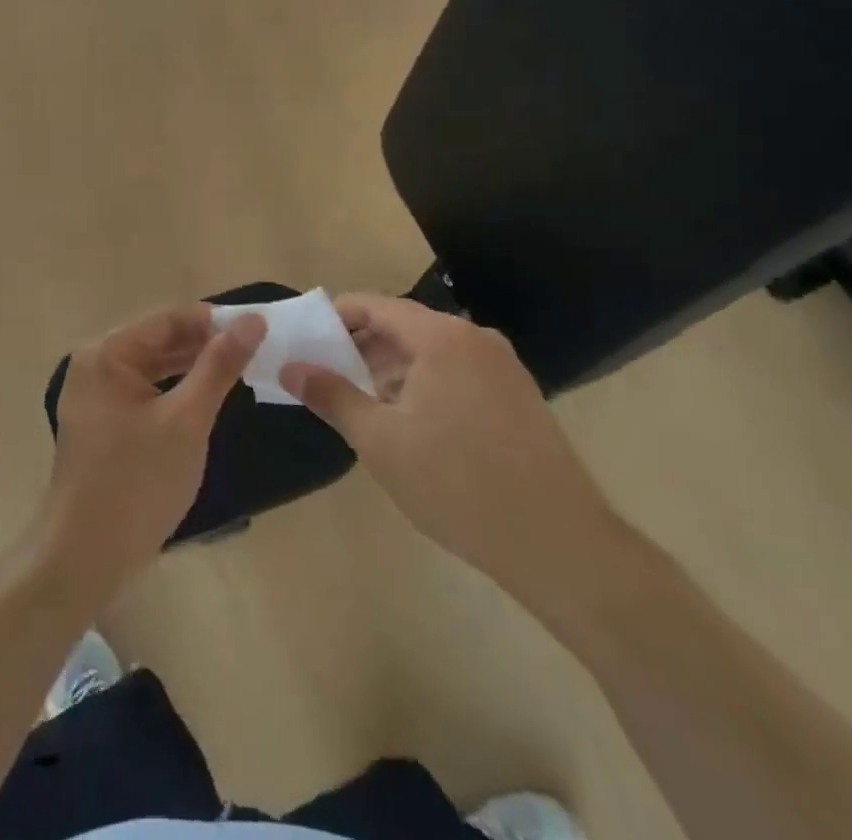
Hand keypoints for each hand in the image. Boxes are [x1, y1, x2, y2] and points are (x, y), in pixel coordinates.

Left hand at [40, 304, 265, 603]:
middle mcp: (95, 365)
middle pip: (158, 340)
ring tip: (239, 368)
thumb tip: (254, 320)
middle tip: (255, 349)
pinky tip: (207, 396)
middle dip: (204, 344)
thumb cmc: (138, 482)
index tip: (257, 327)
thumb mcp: (187, 420)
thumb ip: (219, 365)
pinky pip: (146, 391)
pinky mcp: (104, 423)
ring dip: (193, 366)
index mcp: (106, 354)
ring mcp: (96, 396)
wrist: (87, 558)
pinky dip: (176, 390)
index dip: (212, 320)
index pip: (167, 319)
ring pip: (154, 367)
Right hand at [281, 295, 619, 606]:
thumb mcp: (380, 441)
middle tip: (328, 376)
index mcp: (442, 337)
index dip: (338, 318)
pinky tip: (412, 424)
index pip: (376, 306)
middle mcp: (475, 339)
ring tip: (364, 404)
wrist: (559, 545)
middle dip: (363, 348)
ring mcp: (503, 368)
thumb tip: (292, 368)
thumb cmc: (457, 484)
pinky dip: (426, 385)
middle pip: (405, 326)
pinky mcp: (519, 397)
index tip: (308, 341)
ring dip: (393, 370)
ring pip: (432, 353)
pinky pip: (459, 373)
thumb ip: (332, 396)